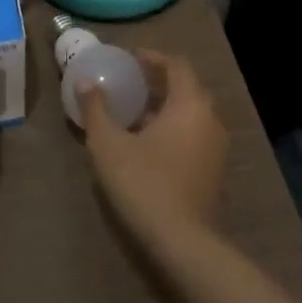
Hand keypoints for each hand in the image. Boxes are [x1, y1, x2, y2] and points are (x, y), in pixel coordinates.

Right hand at [83, 50, 228, 244]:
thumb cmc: (144, 183)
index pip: (176, 65)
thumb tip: (85, 80)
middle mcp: (210, 120)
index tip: (128, 58)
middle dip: (158, 81)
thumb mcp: (108, 144)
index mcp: (189, 105)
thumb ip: (96, 108)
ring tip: (134, 112)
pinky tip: (147, 143)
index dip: (152, 57)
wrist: (183, 244)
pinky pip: (194, 136)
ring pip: (191, 114)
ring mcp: (216, 149)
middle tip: (129, 82)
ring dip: (165, 107)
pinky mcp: (214, 173)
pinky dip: (173, 129)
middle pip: (186, 88)